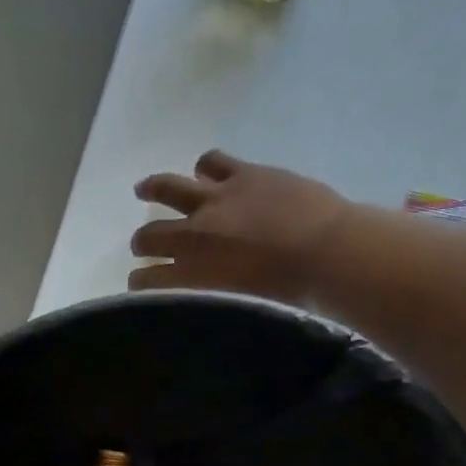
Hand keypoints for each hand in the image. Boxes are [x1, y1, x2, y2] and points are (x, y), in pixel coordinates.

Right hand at [130, 150, 366, 301]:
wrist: (327, 251)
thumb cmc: (290, 292)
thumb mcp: (241, 304)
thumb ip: (215, 296)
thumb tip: (206, 295)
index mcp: (193, 274)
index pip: (149, 280)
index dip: (139, 283)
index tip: (138, 285)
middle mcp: (193, 236)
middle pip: (150, 236)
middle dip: (142, 242)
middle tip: (141, 244)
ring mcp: (216, 200)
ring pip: (168, 188)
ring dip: (152, 189)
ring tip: (144, 189)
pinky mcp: (243, 174)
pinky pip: (212, 161)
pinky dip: (204, 167)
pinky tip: (204, 170)